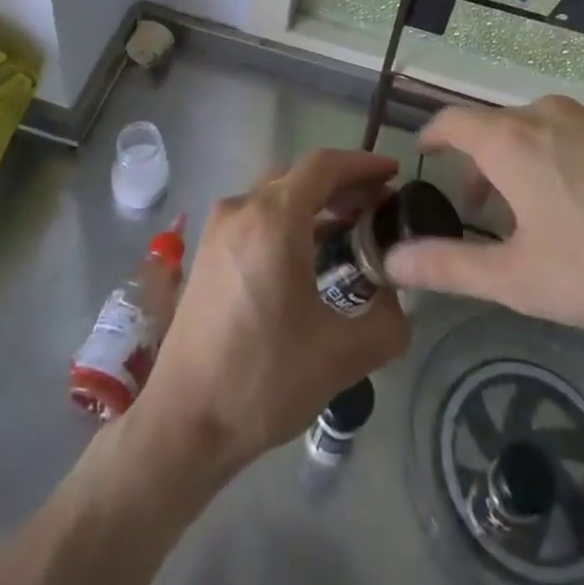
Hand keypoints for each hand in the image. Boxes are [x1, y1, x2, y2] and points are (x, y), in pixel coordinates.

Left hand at [135, 148, 410, 472]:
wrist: (185, 421)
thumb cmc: (264, 381)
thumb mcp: (341, 357)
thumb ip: (387, 322)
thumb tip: (398, 299)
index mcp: (273, 219)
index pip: (324, 165)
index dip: (363, 163)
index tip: (394, 174)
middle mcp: (242, 209)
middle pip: (300, 175)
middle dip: (343, 183)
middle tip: (379, 205)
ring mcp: (219, 227)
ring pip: (276, 193)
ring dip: (315, 200)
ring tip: (351, 226)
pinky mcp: (208, 250)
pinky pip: (257, 214)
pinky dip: (289, 217)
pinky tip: (309, 250)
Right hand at [384, 96, 583, 352]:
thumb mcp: (519, 279)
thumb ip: (449, 267)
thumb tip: (392, 260)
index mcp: (509, 140)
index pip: (451, 121)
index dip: (432, 137)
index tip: (424, 156)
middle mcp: (543, 113)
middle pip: (493, 127)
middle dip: (476, 162)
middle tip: (477, 207)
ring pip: (532, 127)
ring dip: (515, 159)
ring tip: (528, 209)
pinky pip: (569, 132)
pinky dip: (552, 155)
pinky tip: (579, 201)